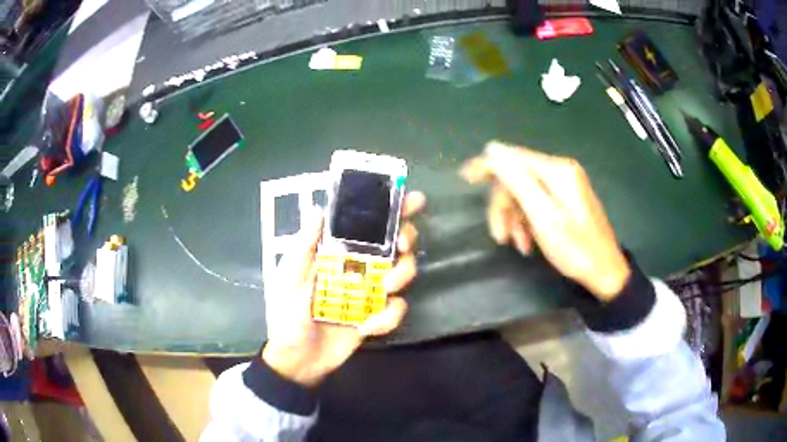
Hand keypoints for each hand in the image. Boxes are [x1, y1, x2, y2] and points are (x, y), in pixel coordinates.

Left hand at [262, 192, 425, 386]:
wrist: (299, 358)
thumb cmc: (289, 313)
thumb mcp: (292, 276)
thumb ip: (305, 244)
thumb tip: (318, 208)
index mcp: (337, 252)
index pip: (366, 224)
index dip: (391, 209)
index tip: (413, 201)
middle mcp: (359, 266)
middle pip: (394, 243)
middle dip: (407, 237)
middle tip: (403, 244)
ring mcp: (370, 291)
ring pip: (403, 272)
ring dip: (402, 276)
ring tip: (385, 289)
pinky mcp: (377, 315)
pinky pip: (397, 309)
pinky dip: (389, 317)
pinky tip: (368, 326)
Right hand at [462, 141, 629, 300]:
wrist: (605, 271)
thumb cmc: (575, 248)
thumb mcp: (543, 216)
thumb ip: (518, 180)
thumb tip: (493, 150)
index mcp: (557, 171)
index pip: (513, 157)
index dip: (488, 166)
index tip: (465, 178)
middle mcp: (560, 172)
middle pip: (518, 179)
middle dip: (505, 207)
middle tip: (499, 236)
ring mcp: (564, 186)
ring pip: (525, 194)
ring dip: (515, 219)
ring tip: (516, 245)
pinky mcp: (566, 200)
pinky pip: (537, 204)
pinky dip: (528, 222)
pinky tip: (527, 243)